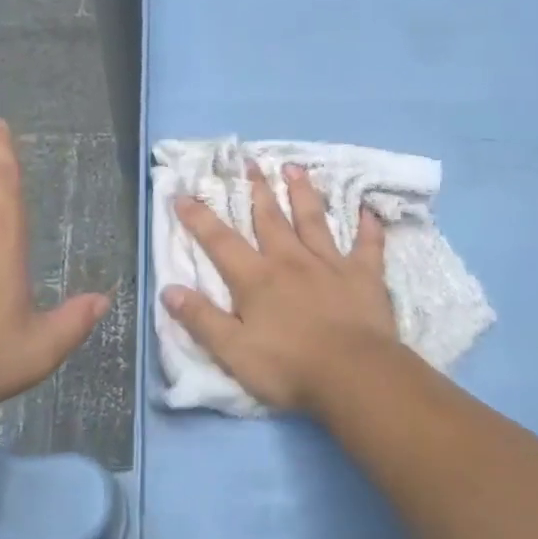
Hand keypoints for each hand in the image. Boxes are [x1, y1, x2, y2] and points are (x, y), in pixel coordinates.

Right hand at [162, 162, 399, 412]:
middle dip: (257, 190)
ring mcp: (330, 264)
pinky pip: (367, 245)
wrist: (354, 375)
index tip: (183, 194)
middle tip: (250, 163)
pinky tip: (369, 211)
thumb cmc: (289, 366)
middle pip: (270, 219)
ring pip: (313, 220)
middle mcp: (290, 261)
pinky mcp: (364, 276)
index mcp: (256, 279)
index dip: (199, 218)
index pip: (220, 242)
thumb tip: (168, 290)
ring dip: (303, 193)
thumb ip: (202, 319)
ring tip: (295, 168)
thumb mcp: (233, 351)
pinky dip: (368, 227)